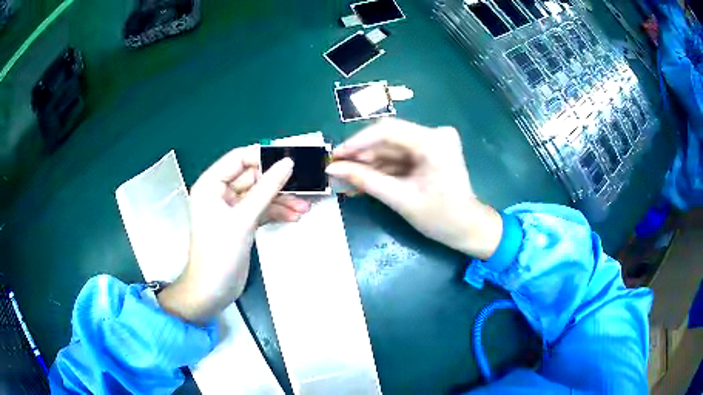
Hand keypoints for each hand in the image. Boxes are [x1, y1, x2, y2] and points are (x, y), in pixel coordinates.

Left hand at [158, 145, 309, 323]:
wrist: (213, 291)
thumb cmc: (219, 253)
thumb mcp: (243, 219)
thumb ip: (266, 189)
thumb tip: (288, 164)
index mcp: (211, 184)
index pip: (239, 158)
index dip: (263, 157)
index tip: (290, 161)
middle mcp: (220, 192)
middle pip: (253, 177)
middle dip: (277, 183)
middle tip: (304, 185)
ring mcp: (232, 209)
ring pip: (260, 195)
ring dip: (281, 200)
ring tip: (304, 206)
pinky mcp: (241, 223)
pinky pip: (261, 210)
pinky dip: (277, 212)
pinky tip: (294, 216)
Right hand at [326, 118, 501, 259]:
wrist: (469, 228)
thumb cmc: (441, 218)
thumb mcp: (401, 200)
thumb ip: (366, 181)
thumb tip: (332, 169)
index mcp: (433, 142)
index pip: (387, 130)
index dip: (357, 142)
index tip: (335, 157)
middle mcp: (434, 134)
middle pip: (388, 138)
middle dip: (361, 156)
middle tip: (336, 170)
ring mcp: (433, 142)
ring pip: (391, 148)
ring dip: (369, 164)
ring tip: (345, 179)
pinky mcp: (430, 152)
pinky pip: (400, 157)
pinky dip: (382, 169)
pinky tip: (363, 180)